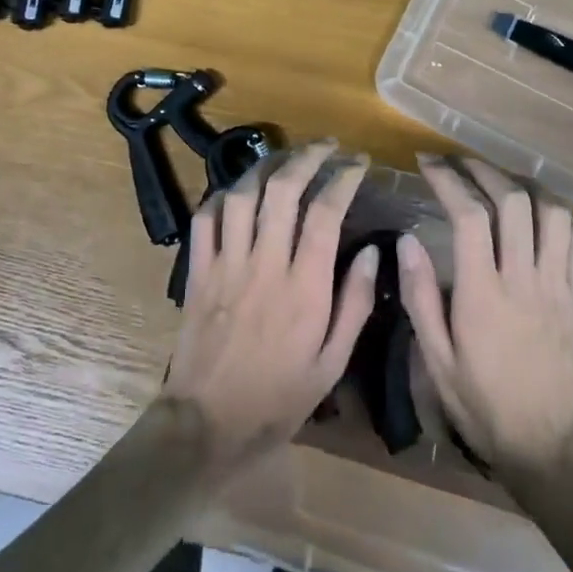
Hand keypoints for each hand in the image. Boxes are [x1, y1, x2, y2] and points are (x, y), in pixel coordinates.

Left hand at [161, 140, 378, 470]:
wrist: (207, 425)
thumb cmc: (278, 399)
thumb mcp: (332, 364)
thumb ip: (355, 304)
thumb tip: (374, 252)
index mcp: (305, 288)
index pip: (326, 212)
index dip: (344, 178)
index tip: (358, 163)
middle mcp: (265, 264)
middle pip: (284, 189)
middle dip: (308, 157)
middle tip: (327, 146)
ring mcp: (227, 264)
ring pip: (243, 194)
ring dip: (266, 166)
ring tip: (286, 158)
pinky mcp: (199, 271)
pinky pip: (206, 218)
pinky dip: (223, 196)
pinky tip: (239, 191)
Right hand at [398, 155, 572, 475]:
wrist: (550, 447)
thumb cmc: (483, 405)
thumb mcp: (436, 360)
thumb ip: (420, 297)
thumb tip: (407, 240)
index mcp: (482, 294)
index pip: (469, 216)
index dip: (448, 180)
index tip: (427, 164)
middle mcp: (523, 279)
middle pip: (512, 201)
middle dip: (483, 170)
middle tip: (458, 162)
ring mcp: (556, 284)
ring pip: (549, 212)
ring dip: (521, 185)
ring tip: (495, 180)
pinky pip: (570, 238)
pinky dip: (549, 212)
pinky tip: (531, 212)